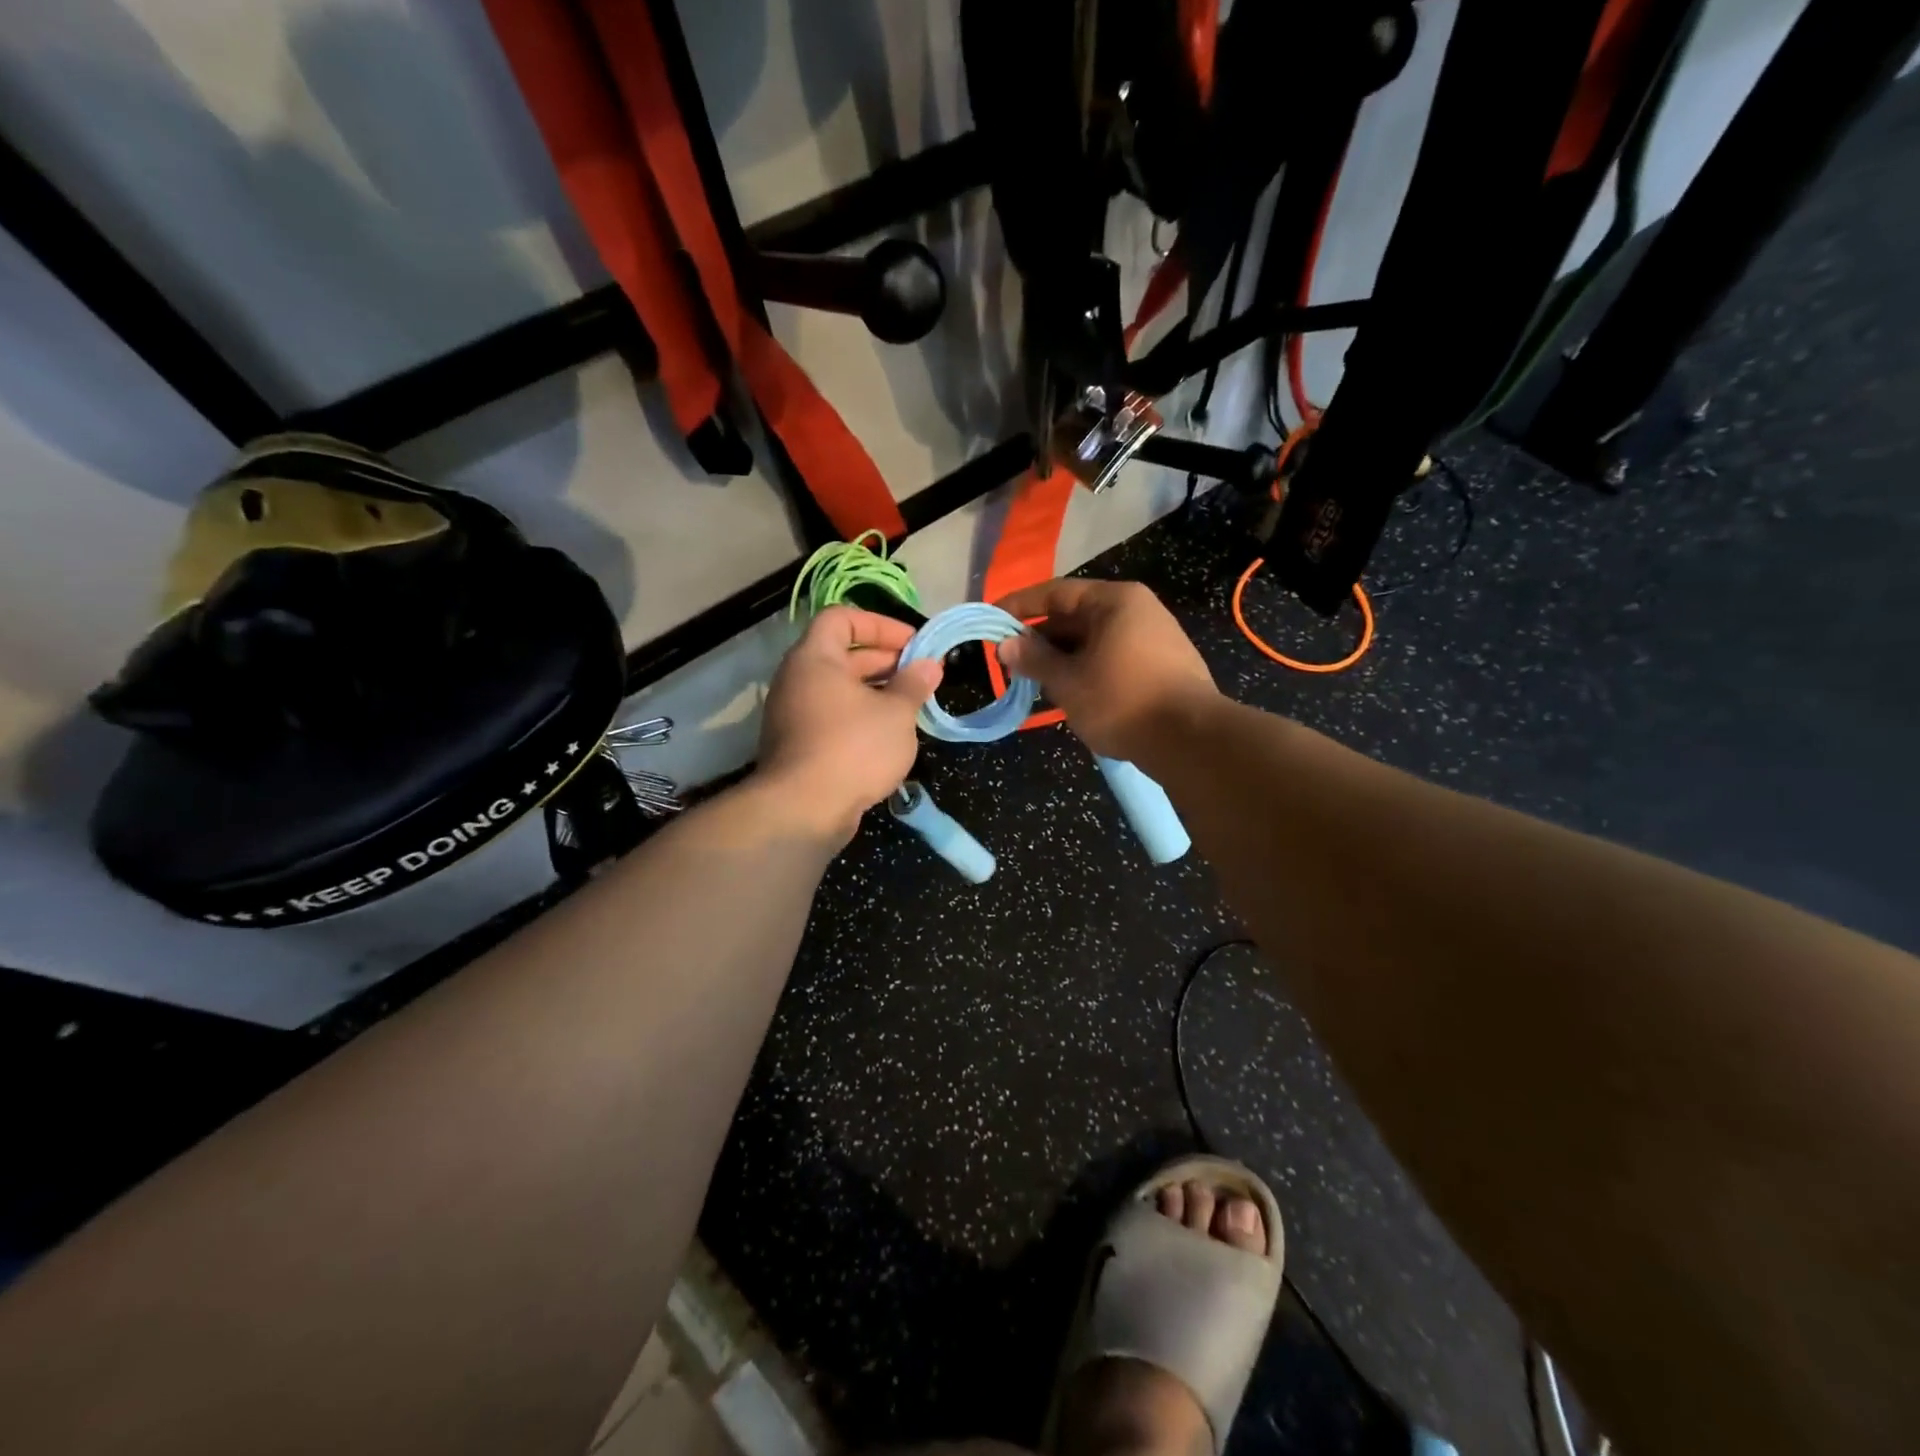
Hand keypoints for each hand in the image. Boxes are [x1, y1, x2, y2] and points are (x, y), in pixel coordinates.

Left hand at [756, 606, 940, 842]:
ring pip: (839, 690)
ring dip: (876, 692)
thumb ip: (914, 684)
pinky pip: (832, 717)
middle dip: (885, 660)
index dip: (879, 624)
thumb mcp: (896, 713)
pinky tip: (889, 737)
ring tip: (911, 706)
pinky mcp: (798, 745)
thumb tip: (930, 665)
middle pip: (842, 654)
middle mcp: (797, 679)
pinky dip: (860, 718)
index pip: (842, 618)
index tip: (913, 643)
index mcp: (815, 658)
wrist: (804, 810)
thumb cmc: (854, 747)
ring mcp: (794, 714)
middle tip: (921, 675)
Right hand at [996, 579, 1219, 759]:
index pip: (1055, 592)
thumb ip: (1035, 659)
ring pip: (1093, 642)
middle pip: (1075, 616)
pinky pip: (1112, 659)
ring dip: (1061, 659)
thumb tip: (1006, 644)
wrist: (1190, 739)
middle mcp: (1136, 610)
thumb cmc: (1121, 700)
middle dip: (1040, 639)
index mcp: (1114, 601)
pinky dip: (1086, 670)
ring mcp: (1154, 638)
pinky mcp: (1162, 666)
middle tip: (1009, 661)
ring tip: (1033, 682)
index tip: (991, 620)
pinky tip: (1069, 693)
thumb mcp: (1069, 681)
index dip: (1019, 605)